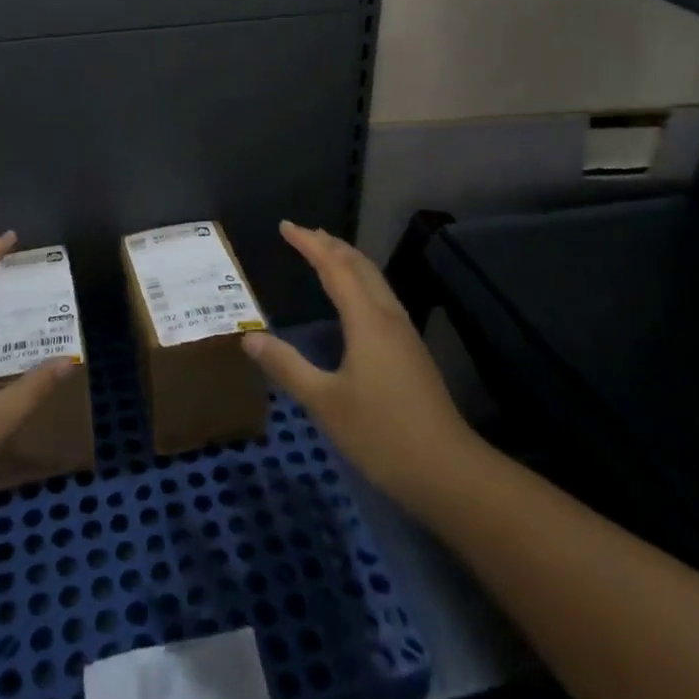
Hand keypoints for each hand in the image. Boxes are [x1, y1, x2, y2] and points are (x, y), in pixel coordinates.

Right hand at [242, 221, 479, 513]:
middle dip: (330, 244)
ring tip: (326, 253)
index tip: (285, 226)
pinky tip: (354, 300)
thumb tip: (249, 338)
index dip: (309, 244)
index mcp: (367, 319)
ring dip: (348, 260)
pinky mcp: (411, 351)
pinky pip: (381, 296)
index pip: (334, 267)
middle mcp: (387, 316)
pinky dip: (360, 281)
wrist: (448, 471)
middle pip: (359, 265)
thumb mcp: (325, 403)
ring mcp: (403, 333)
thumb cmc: (382, 434)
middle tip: (303, 233)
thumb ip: (287, 367)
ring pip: (374, 279)